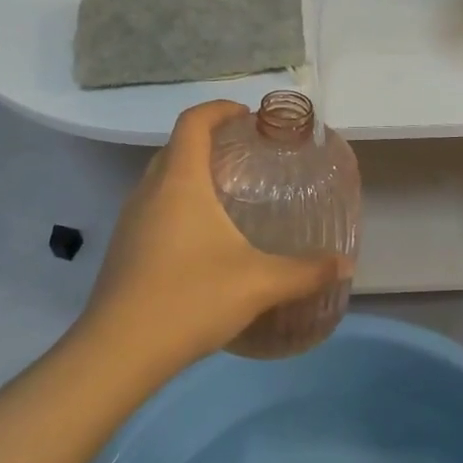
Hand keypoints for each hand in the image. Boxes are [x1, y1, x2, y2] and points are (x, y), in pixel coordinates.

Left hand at [79, 101, 352, 372]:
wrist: (117, 353)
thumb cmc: (189, 298)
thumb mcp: (258, 283)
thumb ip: (305, 272)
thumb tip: (345, 265)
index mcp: (180, 180)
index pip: (193, 121)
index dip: (219, 109)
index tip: (248, 117)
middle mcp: (150, 189)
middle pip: (176, 145)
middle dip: (209, 139)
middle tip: (245, 154)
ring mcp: (130, 219)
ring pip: (161, 177)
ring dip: (191, 171)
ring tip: (227, 193)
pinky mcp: (123, 247)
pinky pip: (153, 205)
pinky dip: (177, 202)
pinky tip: (201, 238)